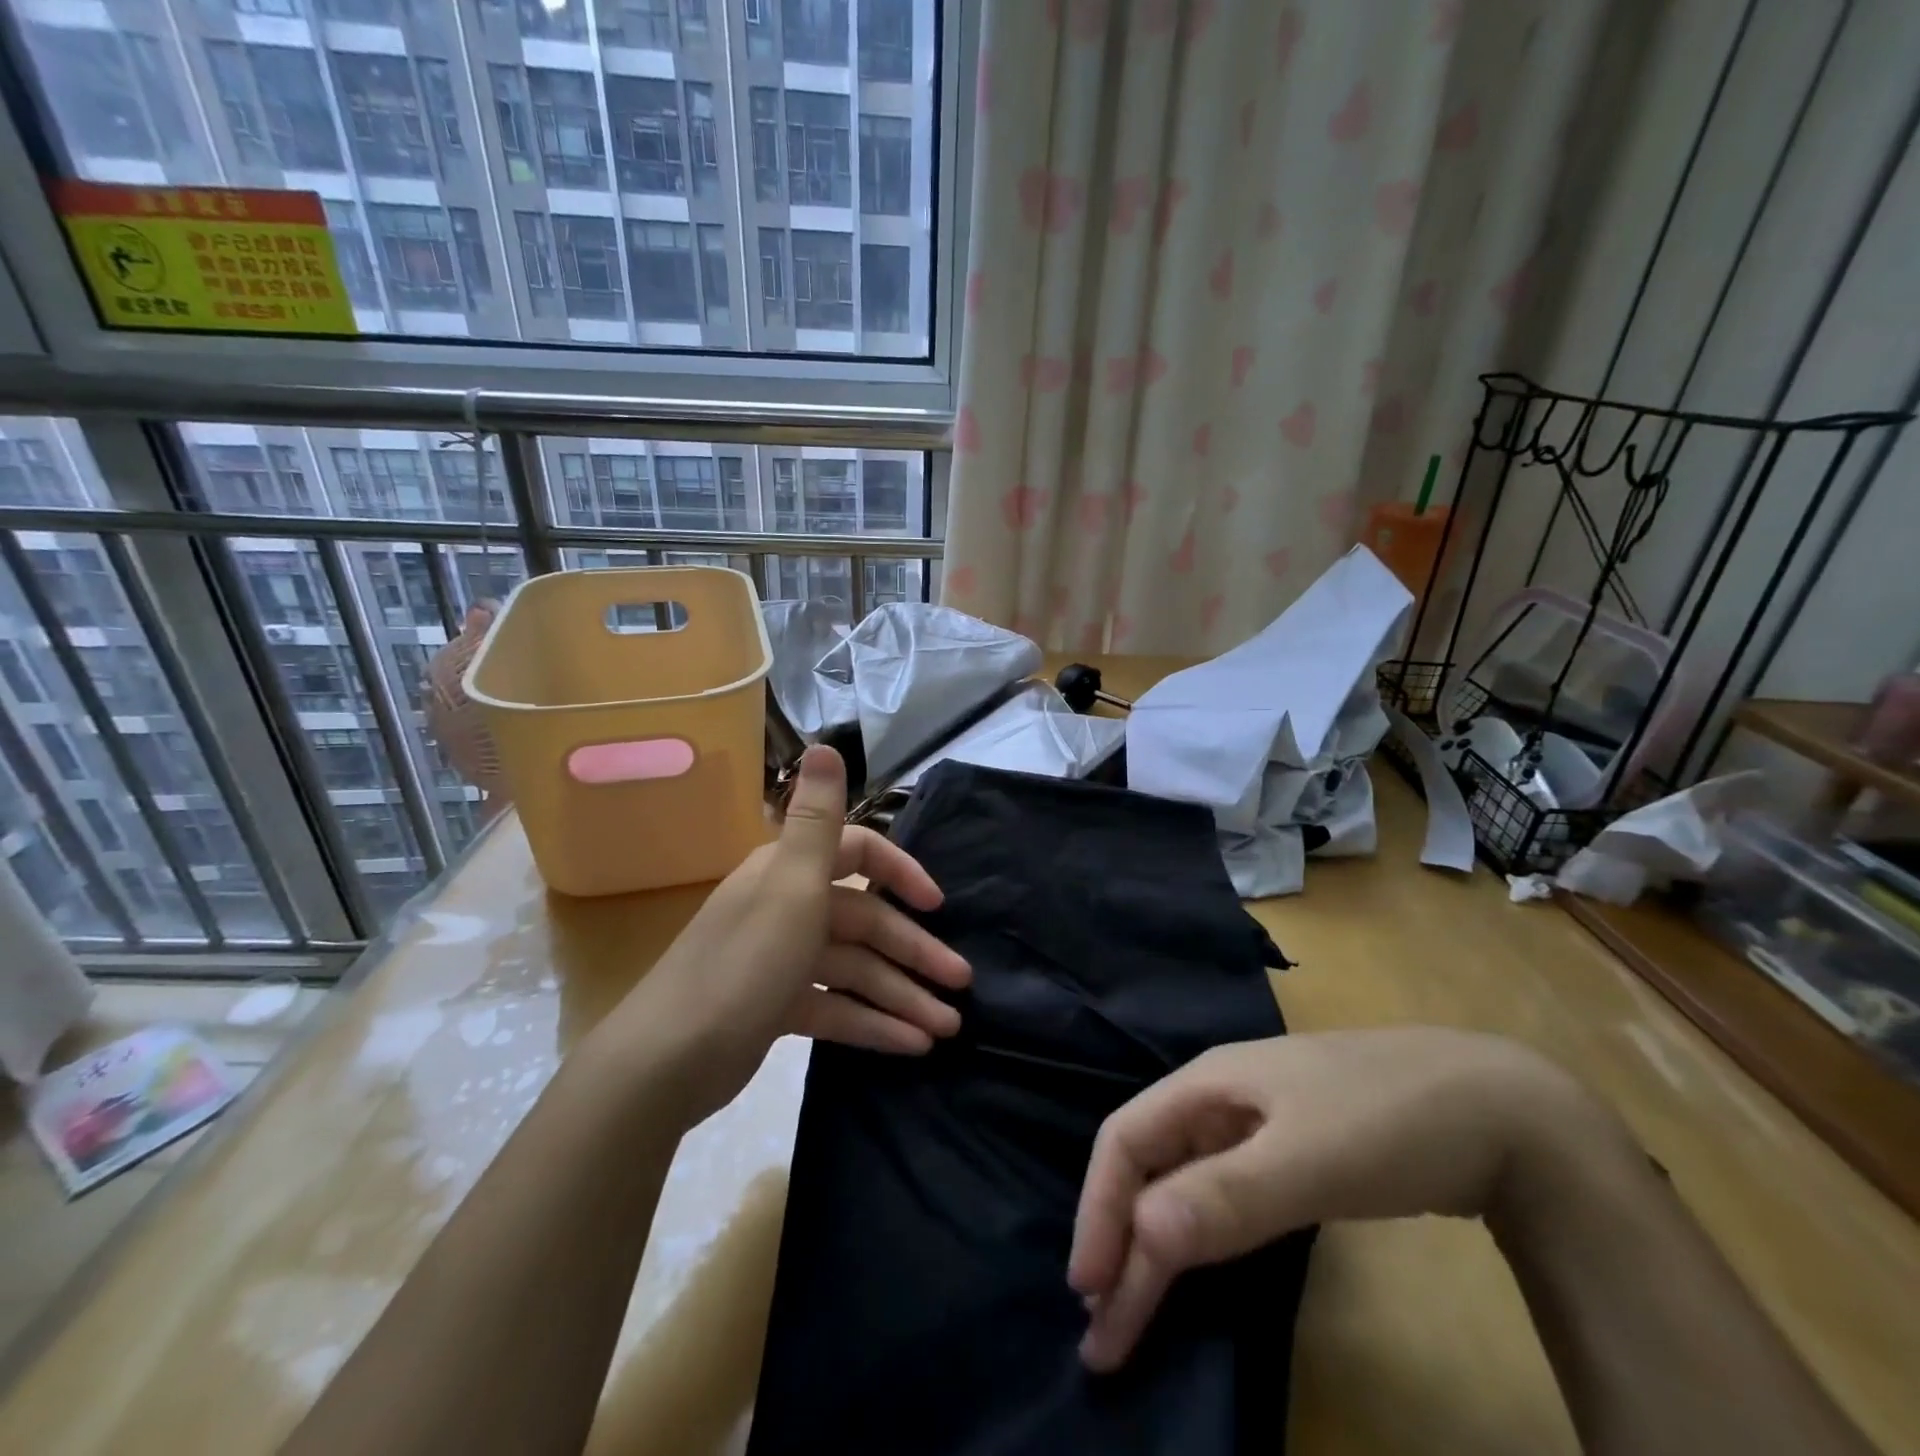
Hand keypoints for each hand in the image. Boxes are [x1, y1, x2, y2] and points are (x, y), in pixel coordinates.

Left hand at [605, 745, 970, 1120]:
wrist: (664, 1063)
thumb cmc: (743, 965)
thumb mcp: (790, 886)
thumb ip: (816, 820)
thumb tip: (825, 745)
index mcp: (789, 872)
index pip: (859, 854)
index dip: (901, 873)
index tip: (938, 905)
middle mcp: (787, 907)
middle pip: (864, 923)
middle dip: (915, 952)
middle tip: (962, 984)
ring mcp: (781, 960)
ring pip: (855, 971)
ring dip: (901, 995)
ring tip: (947, 1028)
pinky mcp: (776, 1007)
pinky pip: (834, 1008)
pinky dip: (871, 1023)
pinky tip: (910, 1045)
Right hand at [1069, 1028, 1613, 1370]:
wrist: (1500, 1108)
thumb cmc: (1389, 1119)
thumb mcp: (1309, 1158)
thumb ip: (1227, 1195)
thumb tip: (1142, 1235)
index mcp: (1207, 1083)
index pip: (1126, 1139)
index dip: (1100, 1210)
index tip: (1091, 1294)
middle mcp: (1220, 1099)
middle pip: (1151, 1164)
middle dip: (1122, 1239)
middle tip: (1106, 1332)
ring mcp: (1258, 1124)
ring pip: (1184, 1180)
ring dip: (1156, 1241)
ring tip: (1137, 1305)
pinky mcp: (1294, 1153)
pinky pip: (1224, 1193)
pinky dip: (1200, 1234)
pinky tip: (1200, 1262)